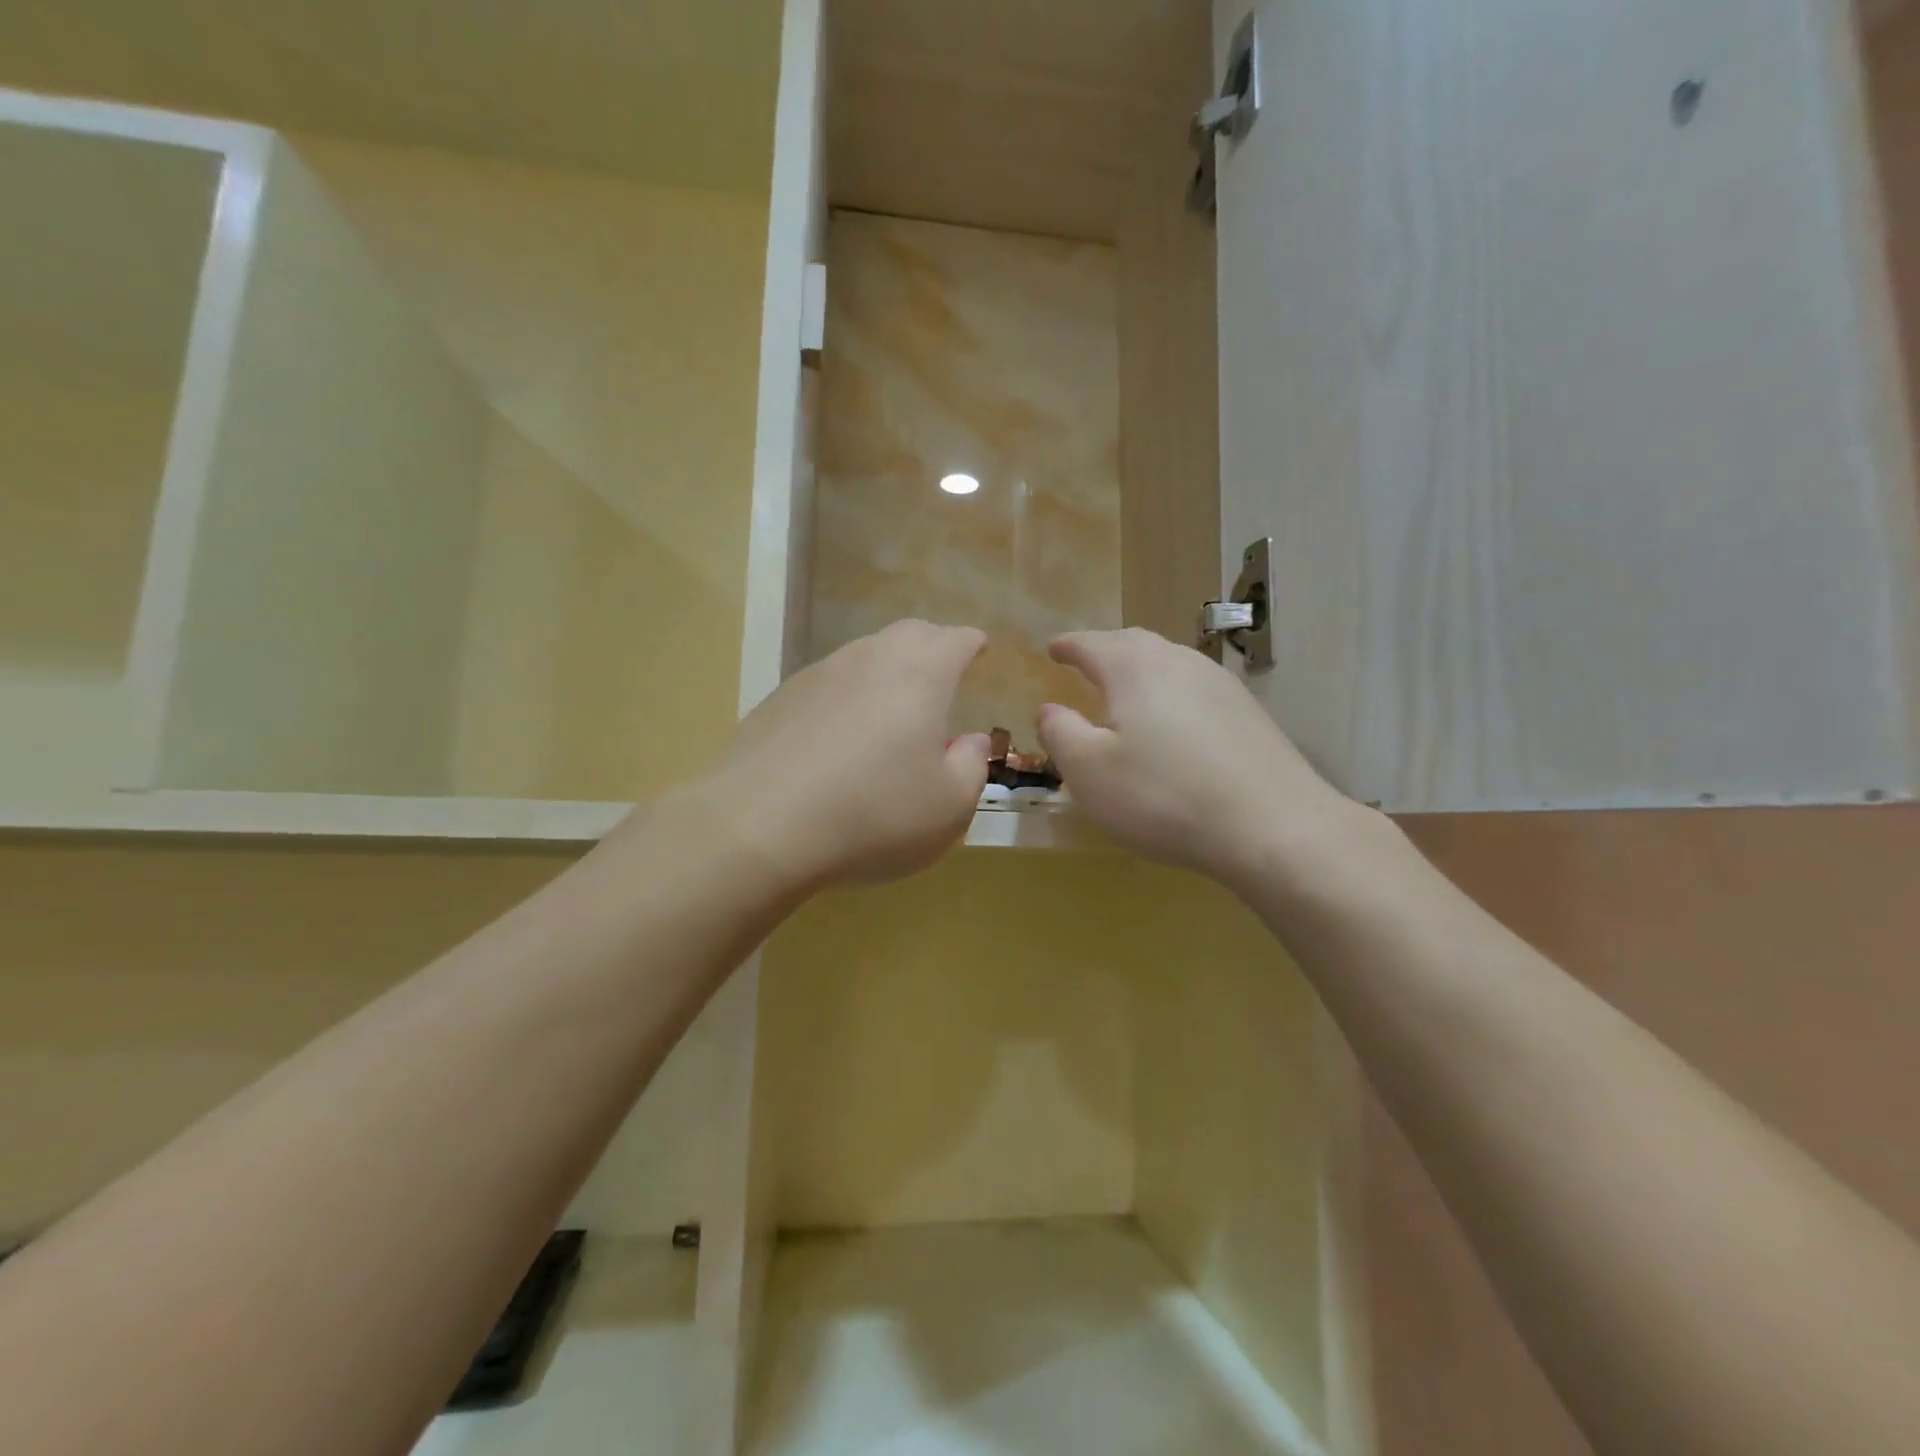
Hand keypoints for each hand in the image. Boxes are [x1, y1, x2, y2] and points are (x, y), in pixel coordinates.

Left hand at [701, 620, 991, 888]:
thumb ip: (970, 766)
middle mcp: (869, 659)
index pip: (956, 640)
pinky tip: (838, 736)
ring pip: (863, 656)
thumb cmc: (874, 814)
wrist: (760, 826)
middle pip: (908, 635)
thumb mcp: (949, 806)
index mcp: (920, 674)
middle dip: (931, 647)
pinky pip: (826, 685)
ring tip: (891, 709)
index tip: (979, 650)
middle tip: (941, 674)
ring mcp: (818, 675)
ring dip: (885, 671)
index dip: (972, 644)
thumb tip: (967, 741)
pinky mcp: (778, 699)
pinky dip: (845, 698)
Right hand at [1038, 628, 1360, 888]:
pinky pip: (1195, 689)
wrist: (1273, 827)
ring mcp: (1220, 685)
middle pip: (1134, 643)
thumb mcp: (1090, 772)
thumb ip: (1060, 733)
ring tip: (1125, 691)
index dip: (1068, 646)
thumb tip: (1050, 710)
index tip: (1052, 649)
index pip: (1091, 644)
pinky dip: (1170, 694)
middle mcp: (1179, 662)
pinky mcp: (1248, 713)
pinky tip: (1172, 724)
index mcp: (1134, 669)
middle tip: (1086, 663)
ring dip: (1141, 671)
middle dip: (1105, 651)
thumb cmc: (1164, 796)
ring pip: (1169, 663)